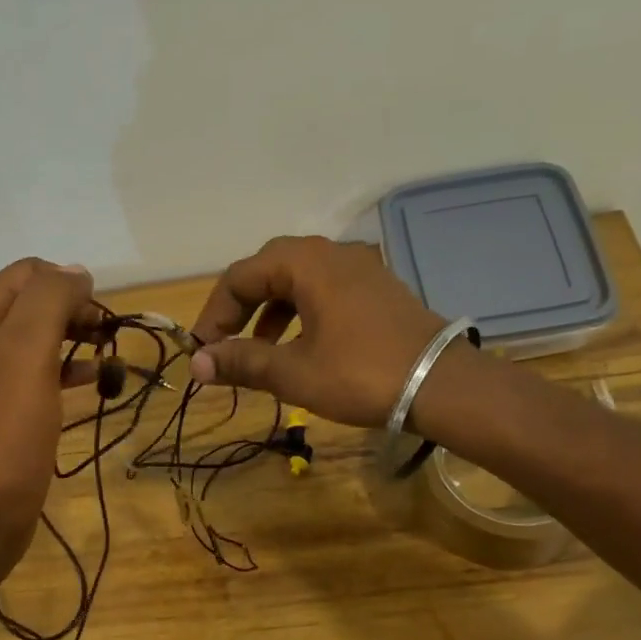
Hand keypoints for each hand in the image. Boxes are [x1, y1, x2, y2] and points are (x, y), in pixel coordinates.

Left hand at [0, 258, 100, 581]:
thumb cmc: (3, 434)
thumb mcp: (25, 355)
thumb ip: (48, 302)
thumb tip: (76, 270)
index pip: (27, 273)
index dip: (68, 282)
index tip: (101, 312)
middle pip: (35, 305)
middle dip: (77, 311)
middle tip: (110, 335)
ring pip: (43, 342)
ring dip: (79, 341)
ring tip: (113, 358)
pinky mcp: (9, 417)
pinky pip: (44, 379)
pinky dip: (72, 374)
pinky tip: (96, 386)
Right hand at [188, 236, 451, 427]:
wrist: (443, 385)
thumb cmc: (361, 375)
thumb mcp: (294, 372)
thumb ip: (243, 362)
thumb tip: (198, 363)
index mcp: (305, 264)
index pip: (240, 276)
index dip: (215, 313)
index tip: (204, 350)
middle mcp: (331, 253)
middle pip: (269, 269)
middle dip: (241, 307)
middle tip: (227, 343)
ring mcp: (360, 268)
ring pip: (299, 280)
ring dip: (271, 311)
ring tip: (261, 351)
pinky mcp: (378, 288)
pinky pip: (326, 290)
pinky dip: (302, 313)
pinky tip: (303, 346)